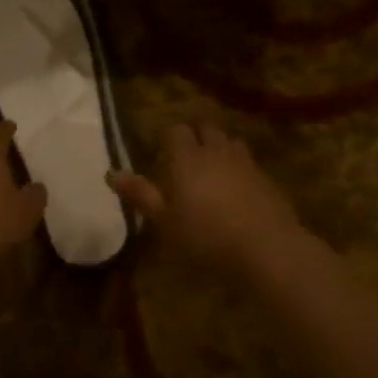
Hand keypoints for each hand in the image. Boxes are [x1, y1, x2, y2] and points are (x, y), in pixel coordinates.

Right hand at [109, 122, 304, 274]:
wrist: (267, 249)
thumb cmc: (206, 237)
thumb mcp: (165, 222)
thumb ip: (140, 194)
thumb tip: (111, 172)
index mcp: (187, 158)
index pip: (176, 130)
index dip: (169, 138)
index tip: (163, 154)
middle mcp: (215, 151)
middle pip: (205, 129)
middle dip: (196, 138)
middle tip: (187, 161)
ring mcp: (244, 163)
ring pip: (229, 141)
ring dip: (219, 148)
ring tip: (213, 170)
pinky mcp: (266, 178)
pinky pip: (248, 162)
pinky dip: (240, 167)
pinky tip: (238, 190)